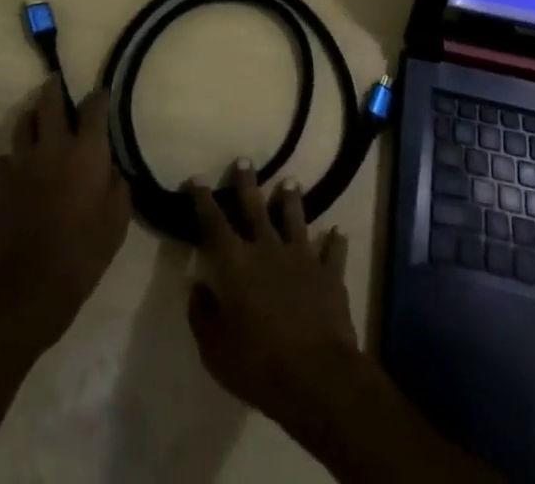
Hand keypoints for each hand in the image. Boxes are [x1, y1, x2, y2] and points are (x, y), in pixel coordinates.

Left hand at [0, 77, 130, 349]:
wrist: (28, 286)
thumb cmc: (83, 252)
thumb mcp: (117, 220)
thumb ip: (118, 185)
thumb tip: (111, 168)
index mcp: (87, 150)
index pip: (94, 106)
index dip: (99, 97)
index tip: (101, 95)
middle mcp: (53, 144)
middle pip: (51, 100)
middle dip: (55, 88)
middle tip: (56, 83)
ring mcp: (21, 160)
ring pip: (24, 122)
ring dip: (33, 118)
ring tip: (37, 122)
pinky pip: (5, 158)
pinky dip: (14, 159)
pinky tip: (19, 171)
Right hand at [186, 163, 357, 430]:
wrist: (316, 375)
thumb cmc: (258, 364)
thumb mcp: (215, 349)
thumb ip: (202, 315)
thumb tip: (196, 286)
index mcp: (236, 264)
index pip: (214, 223)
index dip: (203, 200)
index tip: (196, 178)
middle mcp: (268, 249)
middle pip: (255, 208)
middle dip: (247, 183)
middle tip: (244, 159)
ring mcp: (302, 258)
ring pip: (295, 219)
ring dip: (291, 199)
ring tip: (291, 180)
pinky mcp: (329, 274)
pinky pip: (333, 252)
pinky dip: (335, 241)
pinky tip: (338, 231)